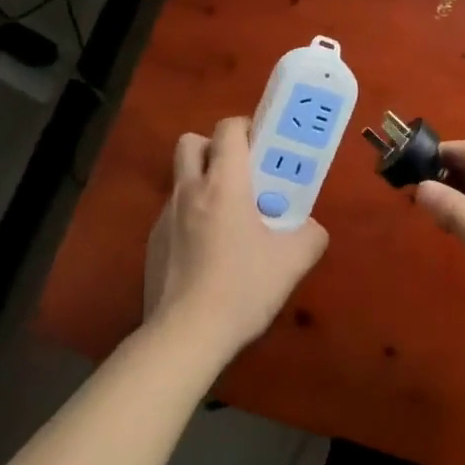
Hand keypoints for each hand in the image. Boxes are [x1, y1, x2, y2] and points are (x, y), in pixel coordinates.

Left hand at [143, 116, 328, 364]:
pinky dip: (190, 218)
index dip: (246, 127)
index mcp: (224, 183)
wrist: (184, 338)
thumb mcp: (291, 262)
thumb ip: (309, 236)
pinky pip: (173, 214)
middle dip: (214, 147)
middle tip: (239, 172)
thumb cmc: (241, 288)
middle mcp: (190, 190)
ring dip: (201, 183)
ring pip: (181, 179)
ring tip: (226, 216)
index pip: (228, 128)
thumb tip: (312, 228)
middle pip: (192, 142)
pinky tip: (206, 252)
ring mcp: (166, 217)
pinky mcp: (152, 245)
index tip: (263, 145)